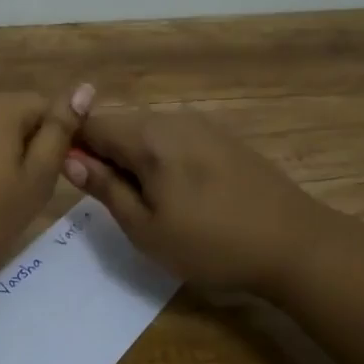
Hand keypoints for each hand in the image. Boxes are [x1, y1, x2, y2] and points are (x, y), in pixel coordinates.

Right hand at [62, 108, 330, 294]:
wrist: (295, 244)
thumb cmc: (211, 244)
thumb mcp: (145, 228)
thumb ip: (105, 188)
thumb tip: (69, 159)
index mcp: (148, 137)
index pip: (90, 124)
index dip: (72, 146)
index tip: (74, 180)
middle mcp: (173, 119)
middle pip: (120, 126)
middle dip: (105, 156)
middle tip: (114, 204)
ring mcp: (203, 126)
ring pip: (148, 134)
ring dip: (135, 161)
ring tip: (149, 205)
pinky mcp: (224, 138)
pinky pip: (176, 140)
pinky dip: (163, 161)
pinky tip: (181, 196)